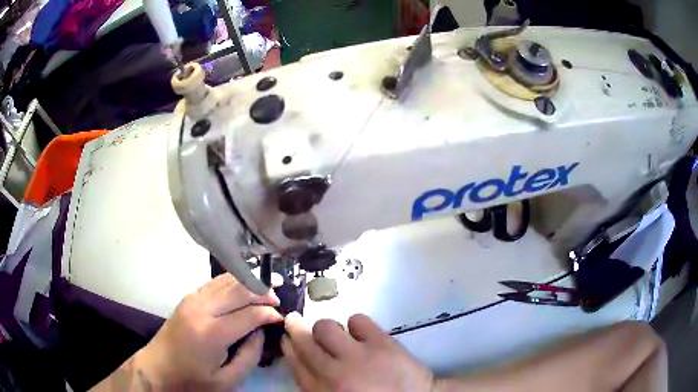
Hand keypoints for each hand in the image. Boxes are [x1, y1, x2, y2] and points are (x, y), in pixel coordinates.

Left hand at [133, 273, 282, 389]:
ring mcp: (193, 298)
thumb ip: (250, 356)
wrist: (159, 366)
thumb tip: (261, 331)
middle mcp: (202, 308)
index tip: (282, 317)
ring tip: (268, 286)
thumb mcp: (227, 380)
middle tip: (280, 296)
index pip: (249, 314)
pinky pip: (215, 282)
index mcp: (211, 333)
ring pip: (227, 280)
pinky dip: (234, 280)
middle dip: (262, 291)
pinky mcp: (189, 296)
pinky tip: (244, 285)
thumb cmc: (193, 378)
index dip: (269, 312)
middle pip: (239, 290)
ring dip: (249, 282)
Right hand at [282, 312, 434, 391]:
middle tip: (294, 320)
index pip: (296, 364)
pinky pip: (357, 319)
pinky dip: (356, 323)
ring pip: (326, 327)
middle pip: (305, 342)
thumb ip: (319, 386)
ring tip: (336, 334)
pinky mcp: (381, 342)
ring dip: (327, 328)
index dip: (289, 348)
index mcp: (322, 391)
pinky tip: (361, 332)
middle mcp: (333, 373)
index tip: (286, 339)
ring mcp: (358, 356)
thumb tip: (306, 363)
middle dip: (296, 329)